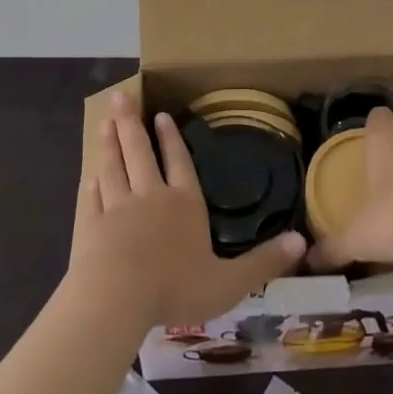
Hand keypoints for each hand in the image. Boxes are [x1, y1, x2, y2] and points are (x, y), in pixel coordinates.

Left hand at [70, 92, 303, 324]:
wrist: (117, 297)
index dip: (171, 138)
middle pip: (140, 152)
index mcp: (184, 204)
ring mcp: (118, 207)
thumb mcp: (230, 282)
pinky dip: (92, 183)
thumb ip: (264, 262)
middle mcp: (151, 196)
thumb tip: (302, 240)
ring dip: (110, 144)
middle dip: (132, 124)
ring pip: (114, 167)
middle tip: (121, 96)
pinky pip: (93, 198)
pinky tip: (89, 175)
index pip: (179, 162)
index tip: (160, 115)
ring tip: (106, 122)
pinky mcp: (92, 225)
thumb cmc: (176, 288)